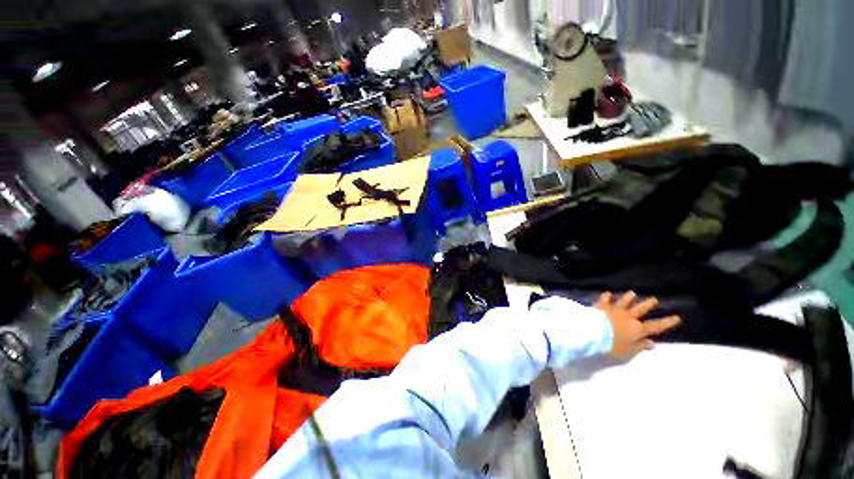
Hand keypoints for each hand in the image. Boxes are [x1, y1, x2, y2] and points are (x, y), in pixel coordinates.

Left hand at [594, 291, 680, 358]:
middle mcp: (628, 317)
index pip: (656, 326)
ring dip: (628, 297)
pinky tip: (607, 293)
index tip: (677, 317)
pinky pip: (605, 299)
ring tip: (632, 293)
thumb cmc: (612, 344)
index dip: (667, 322)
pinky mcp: (602, 305)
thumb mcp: (629, 351)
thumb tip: (652, 343)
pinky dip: (606, 296)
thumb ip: (640, 346)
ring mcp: (615, 309)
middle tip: (654, 299)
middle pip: (640, 309)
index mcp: (637, 329)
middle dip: (648, 304)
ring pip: (624, 301)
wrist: (594, 332)